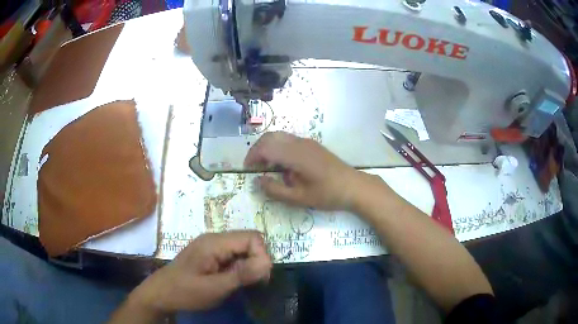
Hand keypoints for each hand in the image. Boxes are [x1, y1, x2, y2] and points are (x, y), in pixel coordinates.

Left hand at [129, 231, 271, 313]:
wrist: (161, 293)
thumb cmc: (185, 291)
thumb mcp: (215, 288)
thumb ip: (242, 275)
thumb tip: (268, 263)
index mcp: (214, 242)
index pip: (252, 237)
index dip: (261, 256)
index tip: (259, 278)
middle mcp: (214, 238)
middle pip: (248, 241)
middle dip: (256, 260)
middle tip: (252, 283)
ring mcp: (210, 245)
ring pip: (241, 248)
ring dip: (248, 265)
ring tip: (241, 283)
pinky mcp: (209, 254)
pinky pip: (232, 255)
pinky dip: (239, 267)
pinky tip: (231, 280)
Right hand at [245, 131, 371, 210]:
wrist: (353, 186)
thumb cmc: (328, 194)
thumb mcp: (299, 198)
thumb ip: (276, 190)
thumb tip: (258, 180)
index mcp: (296, 155)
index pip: (266, 147)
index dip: (253, 156)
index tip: (247, 169)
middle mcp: (300, 143)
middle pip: (271, 136)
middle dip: (258, 149)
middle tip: (254, 166)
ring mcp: (307, 142)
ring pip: (280, 136)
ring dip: (268, 147)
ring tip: (266, 166)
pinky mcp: (312, 145)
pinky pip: (289, 140)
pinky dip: (278, 147)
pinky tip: (282, 164)